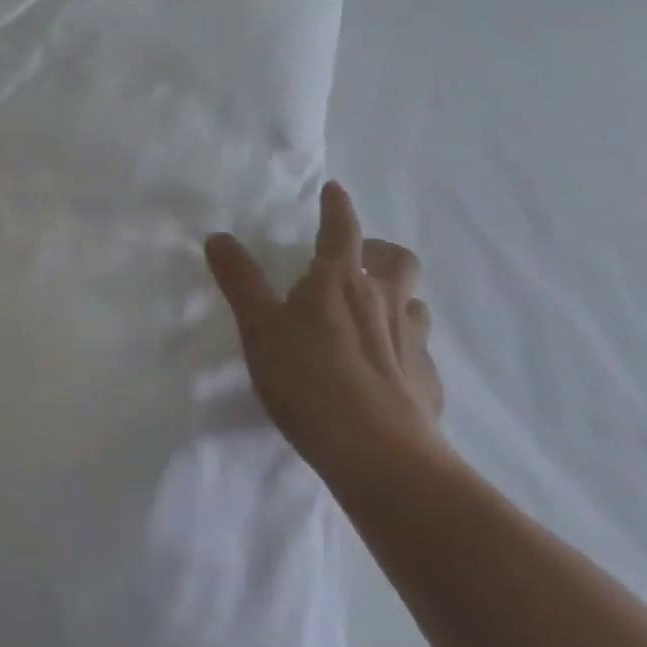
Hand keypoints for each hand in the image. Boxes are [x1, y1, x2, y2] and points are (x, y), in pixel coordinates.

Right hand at [205, 181, 445, 487]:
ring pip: (415, 303)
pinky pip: (421, 352)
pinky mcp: (429, 382)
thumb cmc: (309, 380)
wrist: (380, 456)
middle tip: (359, 261)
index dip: (337, 206)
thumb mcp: (259, 328)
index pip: (341, 228)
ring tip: (374, 317)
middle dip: (380, 251)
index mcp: (340, 280)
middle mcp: (383, 300)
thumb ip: (239, 280)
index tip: (334, 190)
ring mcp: (412, 341)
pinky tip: (388, 373)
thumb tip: (218, 236)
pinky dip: (405, 350)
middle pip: (398, 259)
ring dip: (397, 299)